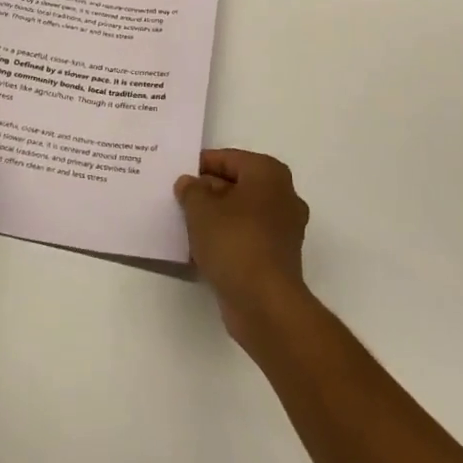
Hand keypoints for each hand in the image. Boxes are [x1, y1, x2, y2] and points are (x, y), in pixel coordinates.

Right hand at [175, 149, 310, 343]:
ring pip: (242, 213)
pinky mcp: (278, 257)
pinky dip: (227, 239)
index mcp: (269, 173)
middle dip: (208, 192)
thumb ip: (191, 190)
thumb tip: (189, 183)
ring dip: (216, 217)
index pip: (229, 159)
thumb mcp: (201, 208)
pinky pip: (247, 238)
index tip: (177, 174)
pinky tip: (201, 249)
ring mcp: (284, 229)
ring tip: (186, 224)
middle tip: (179, 199)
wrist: (264, 303)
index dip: (201, 165)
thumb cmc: (234, 242)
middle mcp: (283, 196)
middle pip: (237, 185)